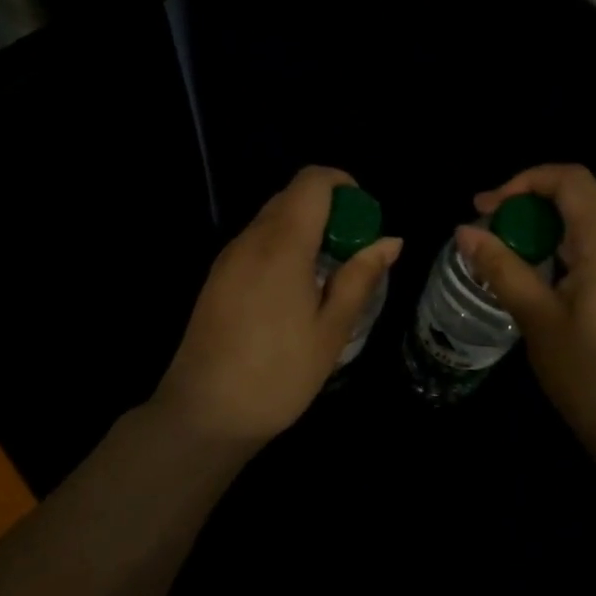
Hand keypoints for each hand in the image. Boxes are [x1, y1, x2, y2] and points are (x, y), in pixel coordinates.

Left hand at [153, 166, 401, 446]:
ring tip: (327, 275)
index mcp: (283, 244)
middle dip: (329, 210)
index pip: (312, 181)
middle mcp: (251, 239)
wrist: (204, 414)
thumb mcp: (331, 330)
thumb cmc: (278, 375)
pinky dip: (282, 246)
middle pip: (292, 196)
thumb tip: (390, 241)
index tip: (364, 218)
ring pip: (272, 218)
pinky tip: (294, 291)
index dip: (343, 184)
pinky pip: (256, 242)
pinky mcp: (217, 277)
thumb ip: (360, 278)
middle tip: (352, 252)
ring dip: (305, 229)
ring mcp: (229, 257)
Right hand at [458, 164, 595, 468]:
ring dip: (543, 231)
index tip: (486, 208)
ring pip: (587, 227)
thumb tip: (465, 230)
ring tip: (505, 258)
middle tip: (487, 232)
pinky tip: (539, 282)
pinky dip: (563, 252)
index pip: (570, 179)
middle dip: (528, 206)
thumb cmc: (590, 376)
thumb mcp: (537, 319)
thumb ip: (501, 268)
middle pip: (579, 199)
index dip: (524, 181)